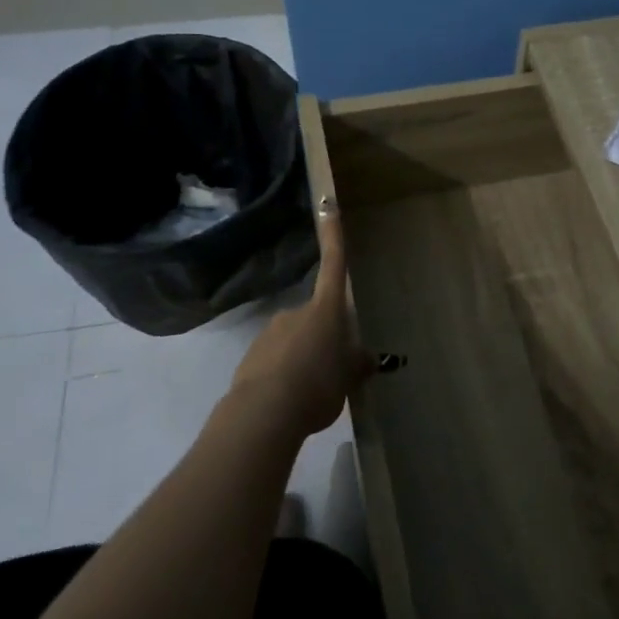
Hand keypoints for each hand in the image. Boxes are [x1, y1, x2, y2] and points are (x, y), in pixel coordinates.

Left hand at [228, 199, 374, 438]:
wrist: (264, 413)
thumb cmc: (319, 384)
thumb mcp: (349, 378)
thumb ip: (357, 364)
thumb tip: (367, 358)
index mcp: (326, 310)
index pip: (334, 265)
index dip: (334, 236)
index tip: (328, 205)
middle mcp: (295, 312)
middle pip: (317, 316)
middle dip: (324, 337)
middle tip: (334, 371)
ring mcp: (270, 332)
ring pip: (295, 340)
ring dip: (304, 358)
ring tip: (311, 392)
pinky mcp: (251, 355)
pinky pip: (276, 359)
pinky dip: (284, 373)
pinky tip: (290, 399)